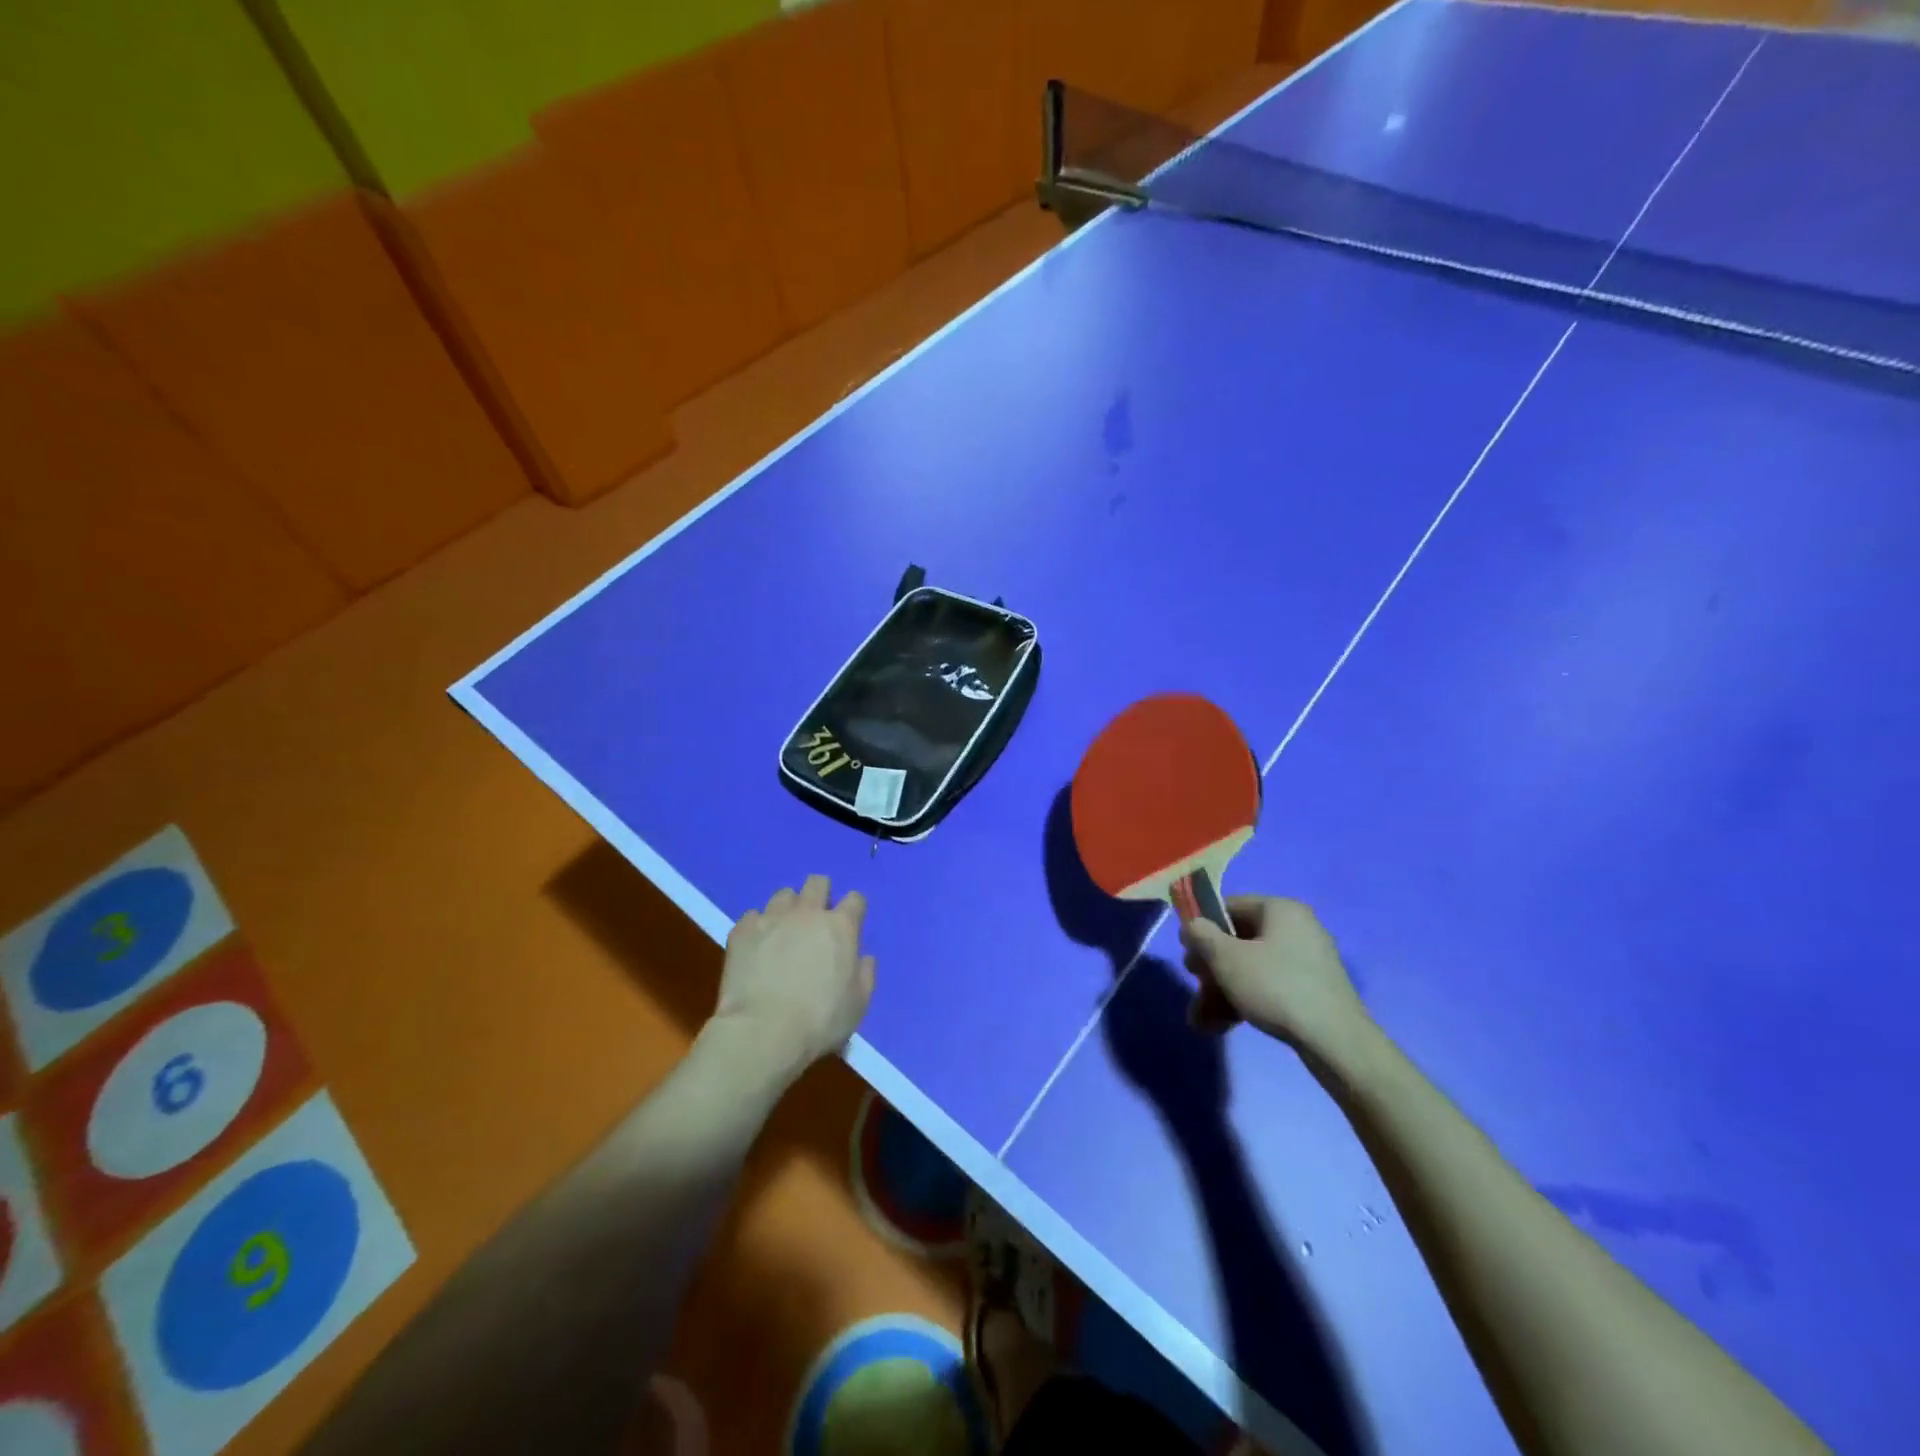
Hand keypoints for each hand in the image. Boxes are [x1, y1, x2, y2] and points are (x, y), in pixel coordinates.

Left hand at [713, 875, 874, 1073]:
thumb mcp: (858, 1005)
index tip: (849, 925)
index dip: (853, 910)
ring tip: (784, 931)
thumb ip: (865, 975)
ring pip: (783, 895)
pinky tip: (757, 946)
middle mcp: (808, 913)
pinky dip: (758, 927)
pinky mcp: (743, 931)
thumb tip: (863, 958)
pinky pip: (752, 916)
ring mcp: (772, 918)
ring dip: (788, 908)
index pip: (855, 899)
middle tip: (816, 920)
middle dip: (820, 894)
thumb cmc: (820, 1021)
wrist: (763, 1032)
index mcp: (841, 927)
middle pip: (817, 883)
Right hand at [1179, 897, 1369, 1058]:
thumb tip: (1192, 925)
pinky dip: (1245, 1001)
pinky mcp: (1311, 990)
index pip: (1229, 906)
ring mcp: (1306, 961)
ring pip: (1250, 968)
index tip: (1189, 954)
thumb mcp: (1227, 959)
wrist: (1336, 1041)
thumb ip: (1201, 935)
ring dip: (1221, 991)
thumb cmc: (1275, 987)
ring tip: (1202, 1021)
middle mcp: (1296, 928)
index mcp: (1280, 910)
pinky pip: (1268, 986)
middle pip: (1238, 941)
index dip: (1203, 927)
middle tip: (1195, 988)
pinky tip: (1223, 1026)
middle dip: (1210, 969)